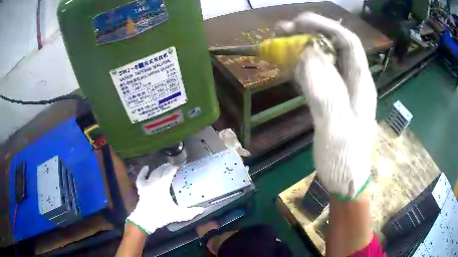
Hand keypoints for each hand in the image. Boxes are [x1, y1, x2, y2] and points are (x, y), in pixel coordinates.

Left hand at [127, 164, 203, 233]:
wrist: (145, 220)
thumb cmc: (161, 215)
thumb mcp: (177, 214)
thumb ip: (190, 212)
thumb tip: (202, 210)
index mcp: (162, 185)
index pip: (169, 172)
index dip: (175, 168)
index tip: (181, 165)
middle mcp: (154, 182)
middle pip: (161, 171)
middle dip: (167, 167)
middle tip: (174, 165)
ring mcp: (146, 185)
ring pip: (152, 173)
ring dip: (158, 169)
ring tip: (163, 166)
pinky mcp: (141, 189)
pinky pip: (141, 178)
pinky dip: (143, 172)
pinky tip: (146, 168)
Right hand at [276, 13, 376, 197]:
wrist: (345, 182)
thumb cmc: (345, 160)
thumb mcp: (336, 127)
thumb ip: (324, 90)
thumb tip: (306, 54)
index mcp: (361, 84)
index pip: (347, 42)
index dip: (325, 26)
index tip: (298, 23)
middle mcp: (353, 82)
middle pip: (334, 47)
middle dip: (310, 33)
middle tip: (282, 31)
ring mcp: (341, 91)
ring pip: (324, 60)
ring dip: (303, 48)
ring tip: (280, 44)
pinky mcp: (331, 101)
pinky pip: (316, 76)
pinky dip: (301, 67)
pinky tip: (288, 66)